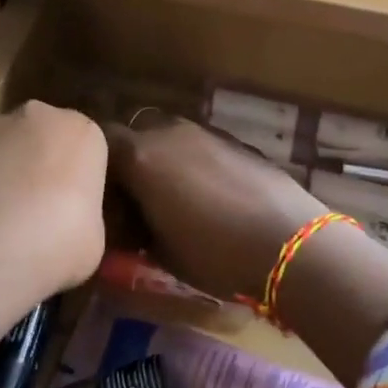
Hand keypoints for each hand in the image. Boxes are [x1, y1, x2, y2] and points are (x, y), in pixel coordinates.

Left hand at [0, 101, 107, 300]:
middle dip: (38, 166)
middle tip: (35, 214)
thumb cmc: (58, 240)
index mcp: (81, 132)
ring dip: (0, 174)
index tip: (73, 211)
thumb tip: (66, 227)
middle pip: (41, 137)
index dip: (78, 180)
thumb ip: (81, 217)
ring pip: (0, 149)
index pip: (85, 147)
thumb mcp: (92, 238)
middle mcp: (36, 117)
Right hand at [106, 116, 326, 304]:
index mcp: (141, 157)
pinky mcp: (238, 142)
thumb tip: (129, 223)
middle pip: (137, 134)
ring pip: (172, 138)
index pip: (101, 141)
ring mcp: (206, 133)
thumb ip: (135, 228)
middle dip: (132, 159)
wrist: (289, 242)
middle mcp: (169, 134)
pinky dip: (198, 163)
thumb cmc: (214, 253)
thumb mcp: (160, 252)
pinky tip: (213, 196)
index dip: (98, 166)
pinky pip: (203, 147)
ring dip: (167, 160)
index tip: (103, 195)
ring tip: (177, 197)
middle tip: (138, 196)